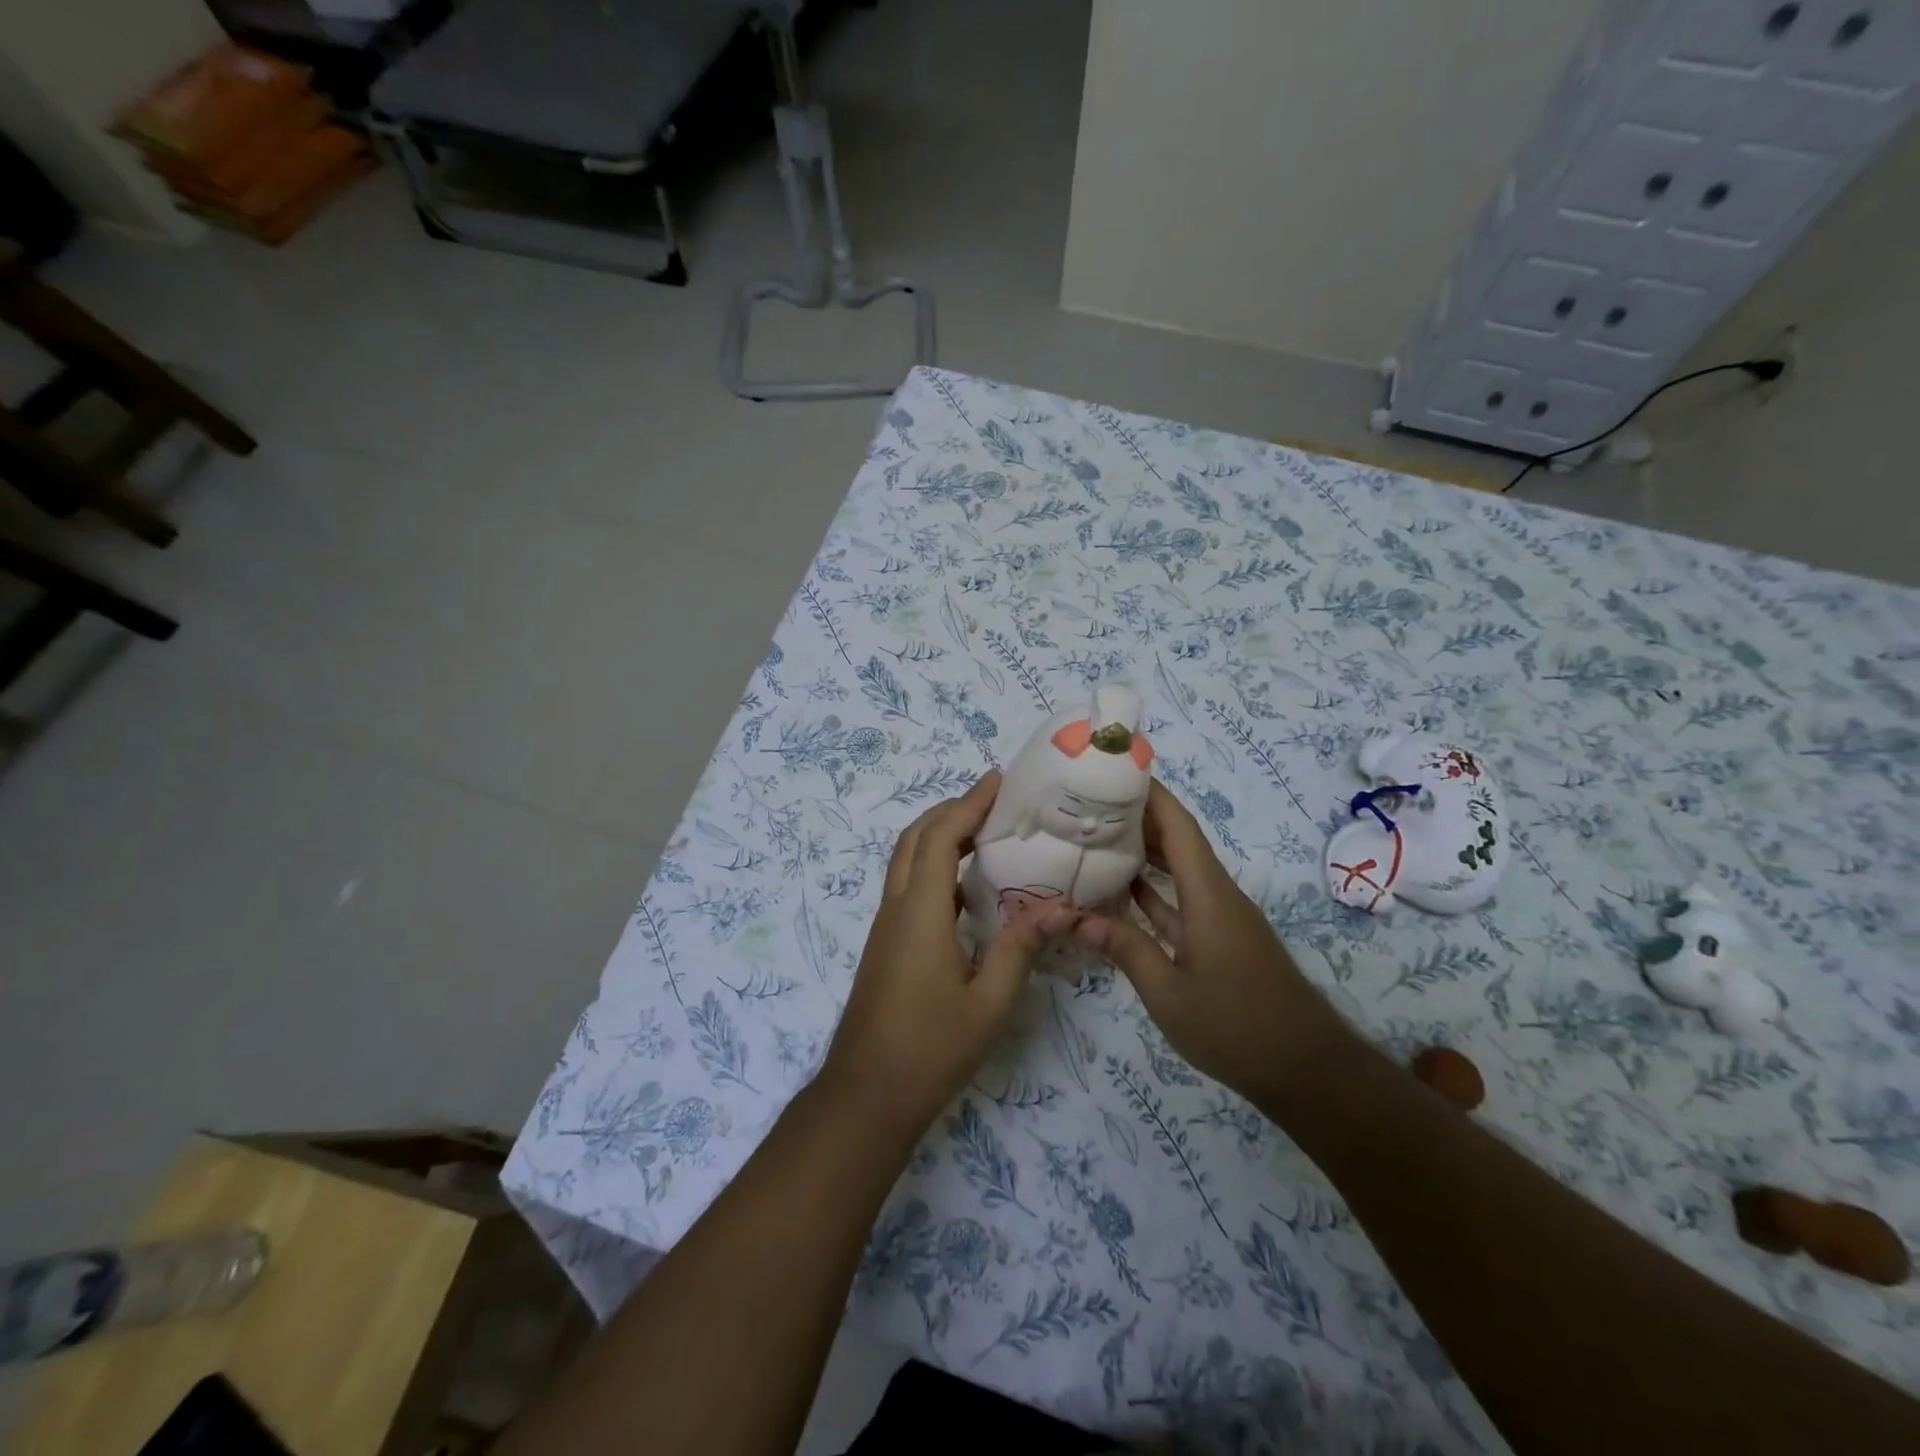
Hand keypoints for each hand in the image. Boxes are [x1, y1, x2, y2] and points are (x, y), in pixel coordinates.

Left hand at [819, 770, 1074, 1140]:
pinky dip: (933, 866)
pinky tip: (966, 889)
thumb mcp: (989, 1003)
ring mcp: (886, 926)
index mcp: (921, 911)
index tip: (998, 780)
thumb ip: (1021, 949)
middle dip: (951, 810)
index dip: (969, 803)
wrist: (867, 1094)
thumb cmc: (931, 1048)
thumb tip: (1060, 907)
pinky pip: (907, 886)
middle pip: (916, 838)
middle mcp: (897, 907)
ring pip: (906, 860)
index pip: (942, 837)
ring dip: (939, 835)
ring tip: (984, 833)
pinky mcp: (885, 944)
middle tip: (993, 801)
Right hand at [1075, 780, 1335, 1102]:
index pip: (1178, 827)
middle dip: (1139, 817)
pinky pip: (1183, 901)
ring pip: (1180, 871)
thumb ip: (1124, 950)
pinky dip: (1154, 892)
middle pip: (1179, 841)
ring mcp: (1221, 919)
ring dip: (1145, 853)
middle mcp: (1218, 895)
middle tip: (1089, 803)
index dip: (1150, 794)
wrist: (1307, 1070)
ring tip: (1097, 837)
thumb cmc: (1236, 1027)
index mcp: (1208, 895)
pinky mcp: (1222, 941)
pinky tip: (1123, 892)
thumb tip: (1076, 918)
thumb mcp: (1168, 994)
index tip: (1116, 770)